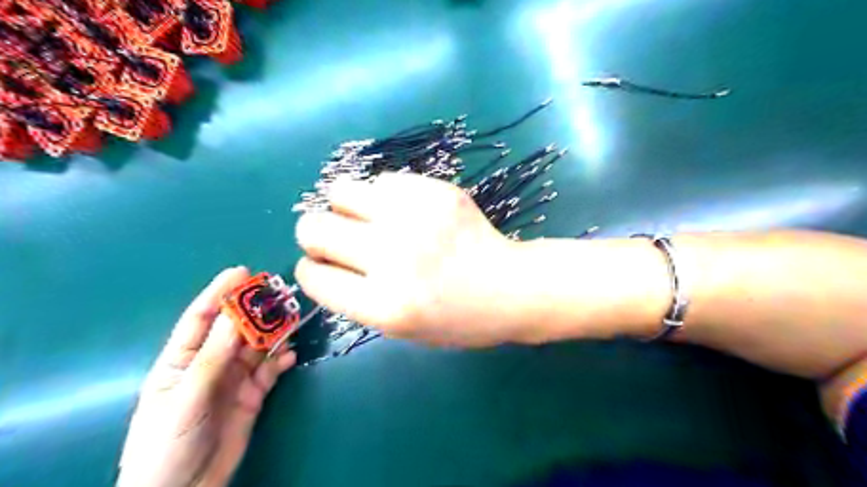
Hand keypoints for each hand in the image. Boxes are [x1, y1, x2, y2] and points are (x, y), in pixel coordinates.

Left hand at [119, 266, 296, 486]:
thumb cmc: (169, 441)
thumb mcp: (188, 396)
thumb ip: (214, 355)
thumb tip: (234, 313)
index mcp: (182, 360)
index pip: (201, 318)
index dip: (219, 293)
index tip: (241, 272)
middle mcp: (210, 364)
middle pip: (236, 329)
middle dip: (256, 310)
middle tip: (279, 293)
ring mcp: (233, 379)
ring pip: (257, 347)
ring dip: (274, 333)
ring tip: (292, 320)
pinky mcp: (253, 395)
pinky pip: (270, 370)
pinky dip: (281, 361)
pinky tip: (290, 355)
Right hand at [295, 173, 527, 347]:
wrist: (510, 287)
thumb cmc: (457, 319)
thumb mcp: (400, 329)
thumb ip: (355, 298)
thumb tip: (321, 260)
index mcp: (383, 305)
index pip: (312, 276)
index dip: (312, 270)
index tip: (323, 266)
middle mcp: (392, 258)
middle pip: (313, 228)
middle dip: (316, 235)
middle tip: (340, 239)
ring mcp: (415, 218)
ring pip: (340, 192)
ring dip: (345, 208)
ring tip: (369, 219)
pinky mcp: (435, 191)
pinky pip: (383, 181)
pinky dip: (385, 197)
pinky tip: (406, 211)